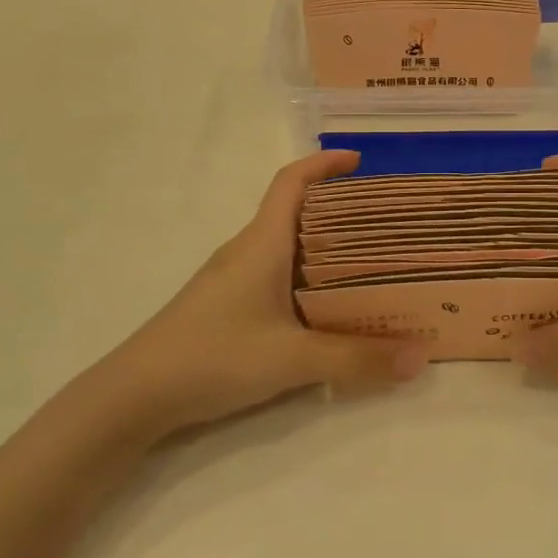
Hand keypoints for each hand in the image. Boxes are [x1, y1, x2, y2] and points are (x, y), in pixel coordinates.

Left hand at [86, 151, 427, 437]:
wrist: (136, 395)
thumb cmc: (214, 357)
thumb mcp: (293, 360)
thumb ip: (357, 359)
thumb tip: (421, 357)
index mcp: (262, 243)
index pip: (291, 182)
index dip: (324, 164)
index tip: (360, 161)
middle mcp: (247, 251)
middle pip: (295, 211)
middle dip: (339, 208)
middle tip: (385, 224)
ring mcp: (233, 278)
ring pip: (286, 246)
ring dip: (324, 246)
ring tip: (369, 263)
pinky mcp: (228, 305)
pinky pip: (277, 274)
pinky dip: (308, 277)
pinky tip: (327, 306)